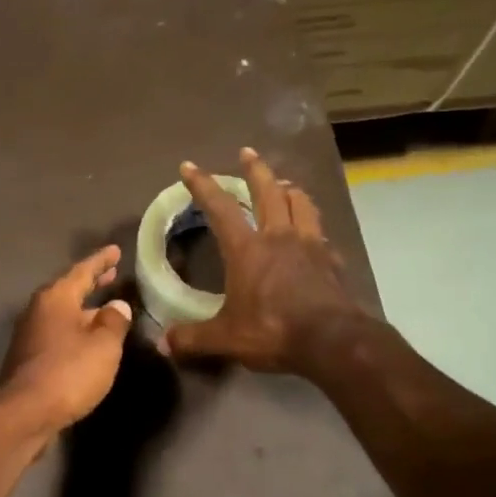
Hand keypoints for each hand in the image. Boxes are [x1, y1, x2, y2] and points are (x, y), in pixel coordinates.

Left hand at [0, 246, 134, 435]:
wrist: (23, 415)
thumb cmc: (67, 373)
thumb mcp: (103, 346)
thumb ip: (113, 322)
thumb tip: (117, 307)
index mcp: (56, 298)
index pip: (82, 271)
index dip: (101, 261)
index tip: (115, 251)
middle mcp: (39, 311)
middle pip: (69, 291)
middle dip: (91, 283)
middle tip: (111, 275)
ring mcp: (30, 336)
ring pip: (63, 315)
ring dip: (84, 310)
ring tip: (105, 309)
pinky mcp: (29, 360)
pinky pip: (58, 335)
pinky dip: (75, 331)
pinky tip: (87, 342)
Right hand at [165, 148, 366, 372]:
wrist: (333, 341)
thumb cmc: (273, 331)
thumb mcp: (226, 338)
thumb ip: (193, 338)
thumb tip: (162, 344)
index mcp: (248, 249)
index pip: (220, 208)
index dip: (202, 185)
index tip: (190, 166)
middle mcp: (279, 237)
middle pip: (268, 191)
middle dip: (255, 169)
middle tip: (247, 152)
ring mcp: (310, 245)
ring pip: (300, 203)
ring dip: (290, 189)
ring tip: (285, 184)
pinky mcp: (332, 261)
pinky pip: (320, 233)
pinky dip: (312, 225)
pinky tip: (312, 233)